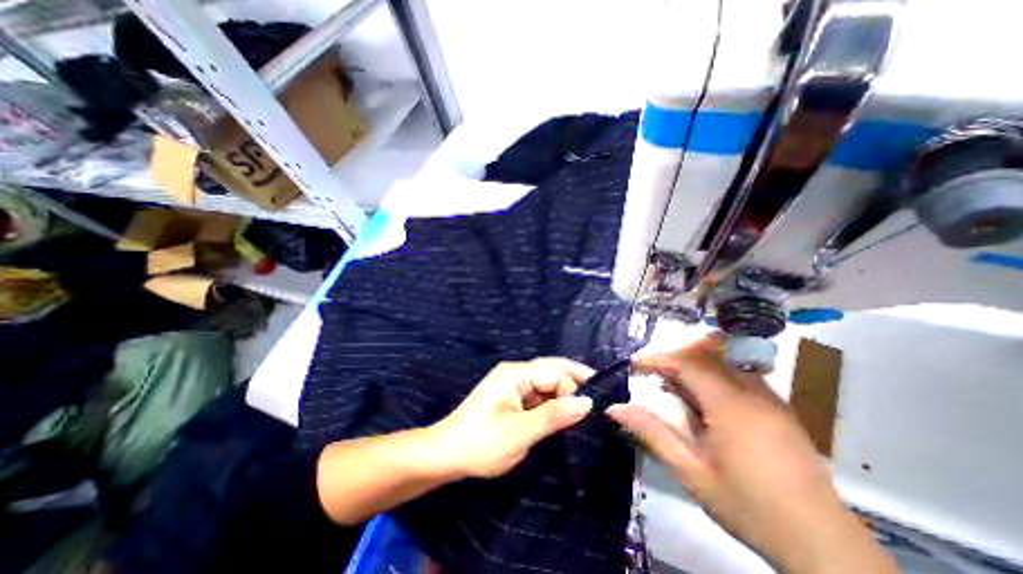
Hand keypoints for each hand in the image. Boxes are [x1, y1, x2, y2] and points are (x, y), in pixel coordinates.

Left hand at [429, 358, 591, 479]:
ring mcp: (511, 384)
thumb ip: (554, 416)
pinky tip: (562, 413)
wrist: (447, 454)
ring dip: (563, 393)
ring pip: (545, 383)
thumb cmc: (482, 443)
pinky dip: (551, 402)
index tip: (590, 410)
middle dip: (573, 382)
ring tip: (583, 408)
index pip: (553, 373)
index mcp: (515, 374)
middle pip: (550, 371)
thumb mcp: (521, 432)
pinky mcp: (510, 397)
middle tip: (596, 399)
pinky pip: (537, 394)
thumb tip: (587, 402)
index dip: (572, 389)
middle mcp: (514, 373)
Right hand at [605, 339, 896, 573]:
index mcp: (730, 406)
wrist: (824, 548)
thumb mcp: (690, 472)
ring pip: (726, 360)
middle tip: (653, 373)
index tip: (634, 364)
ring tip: (675, 386)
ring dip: (696, 364)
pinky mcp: (780, 409)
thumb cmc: (748, 507)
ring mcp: (771, 399)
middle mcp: (753, 393)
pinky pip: (741, 375)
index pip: (688, 363)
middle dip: (676, 356)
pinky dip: (715, 375)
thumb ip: (652, 433)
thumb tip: (614, 408)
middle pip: (708, 353)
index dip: (657, 359)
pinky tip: (705, 401)